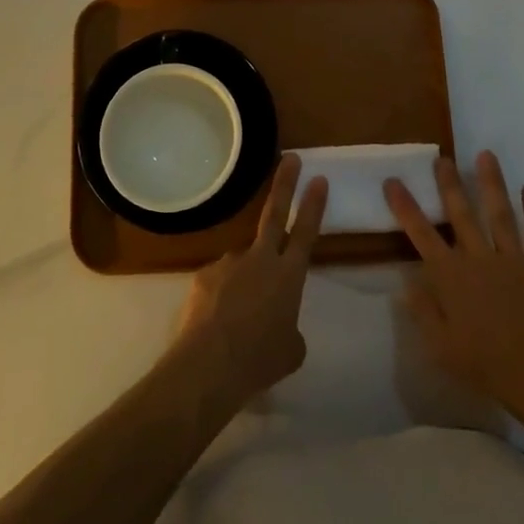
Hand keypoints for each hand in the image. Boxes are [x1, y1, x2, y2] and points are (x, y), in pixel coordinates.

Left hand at [174, 154, 327, 409]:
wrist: (209, 365)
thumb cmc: (259, 360)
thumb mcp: (290, 351)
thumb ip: (289, 328)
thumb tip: (279, 323)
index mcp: (288, 276)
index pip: (307, 232)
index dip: (314, 205)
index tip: (319, 178)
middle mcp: (260, 260)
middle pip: (275, 213)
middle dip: (285, 183)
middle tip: (291, 158)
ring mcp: (230, 263)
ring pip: (242, 263)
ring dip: (244, 282)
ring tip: (237, 320)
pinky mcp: (204, 275)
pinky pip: (218, 282)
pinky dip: (221, 298)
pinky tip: (217, 323)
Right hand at [384, 151, 523, 419]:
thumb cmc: (482, 362)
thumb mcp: (439, 345)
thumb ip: (422, 311)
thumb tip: (405, 284)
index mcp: (451, 275)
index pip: (422, 234)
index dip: (405, 206)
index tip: (393, 181)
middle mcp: (479, 258)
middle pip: (461, 214)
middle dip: (450, 184)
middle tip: (443, 158)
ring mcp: (513, 259)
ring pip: (500, 214)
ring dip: (492, 183)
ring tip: (486, 155)